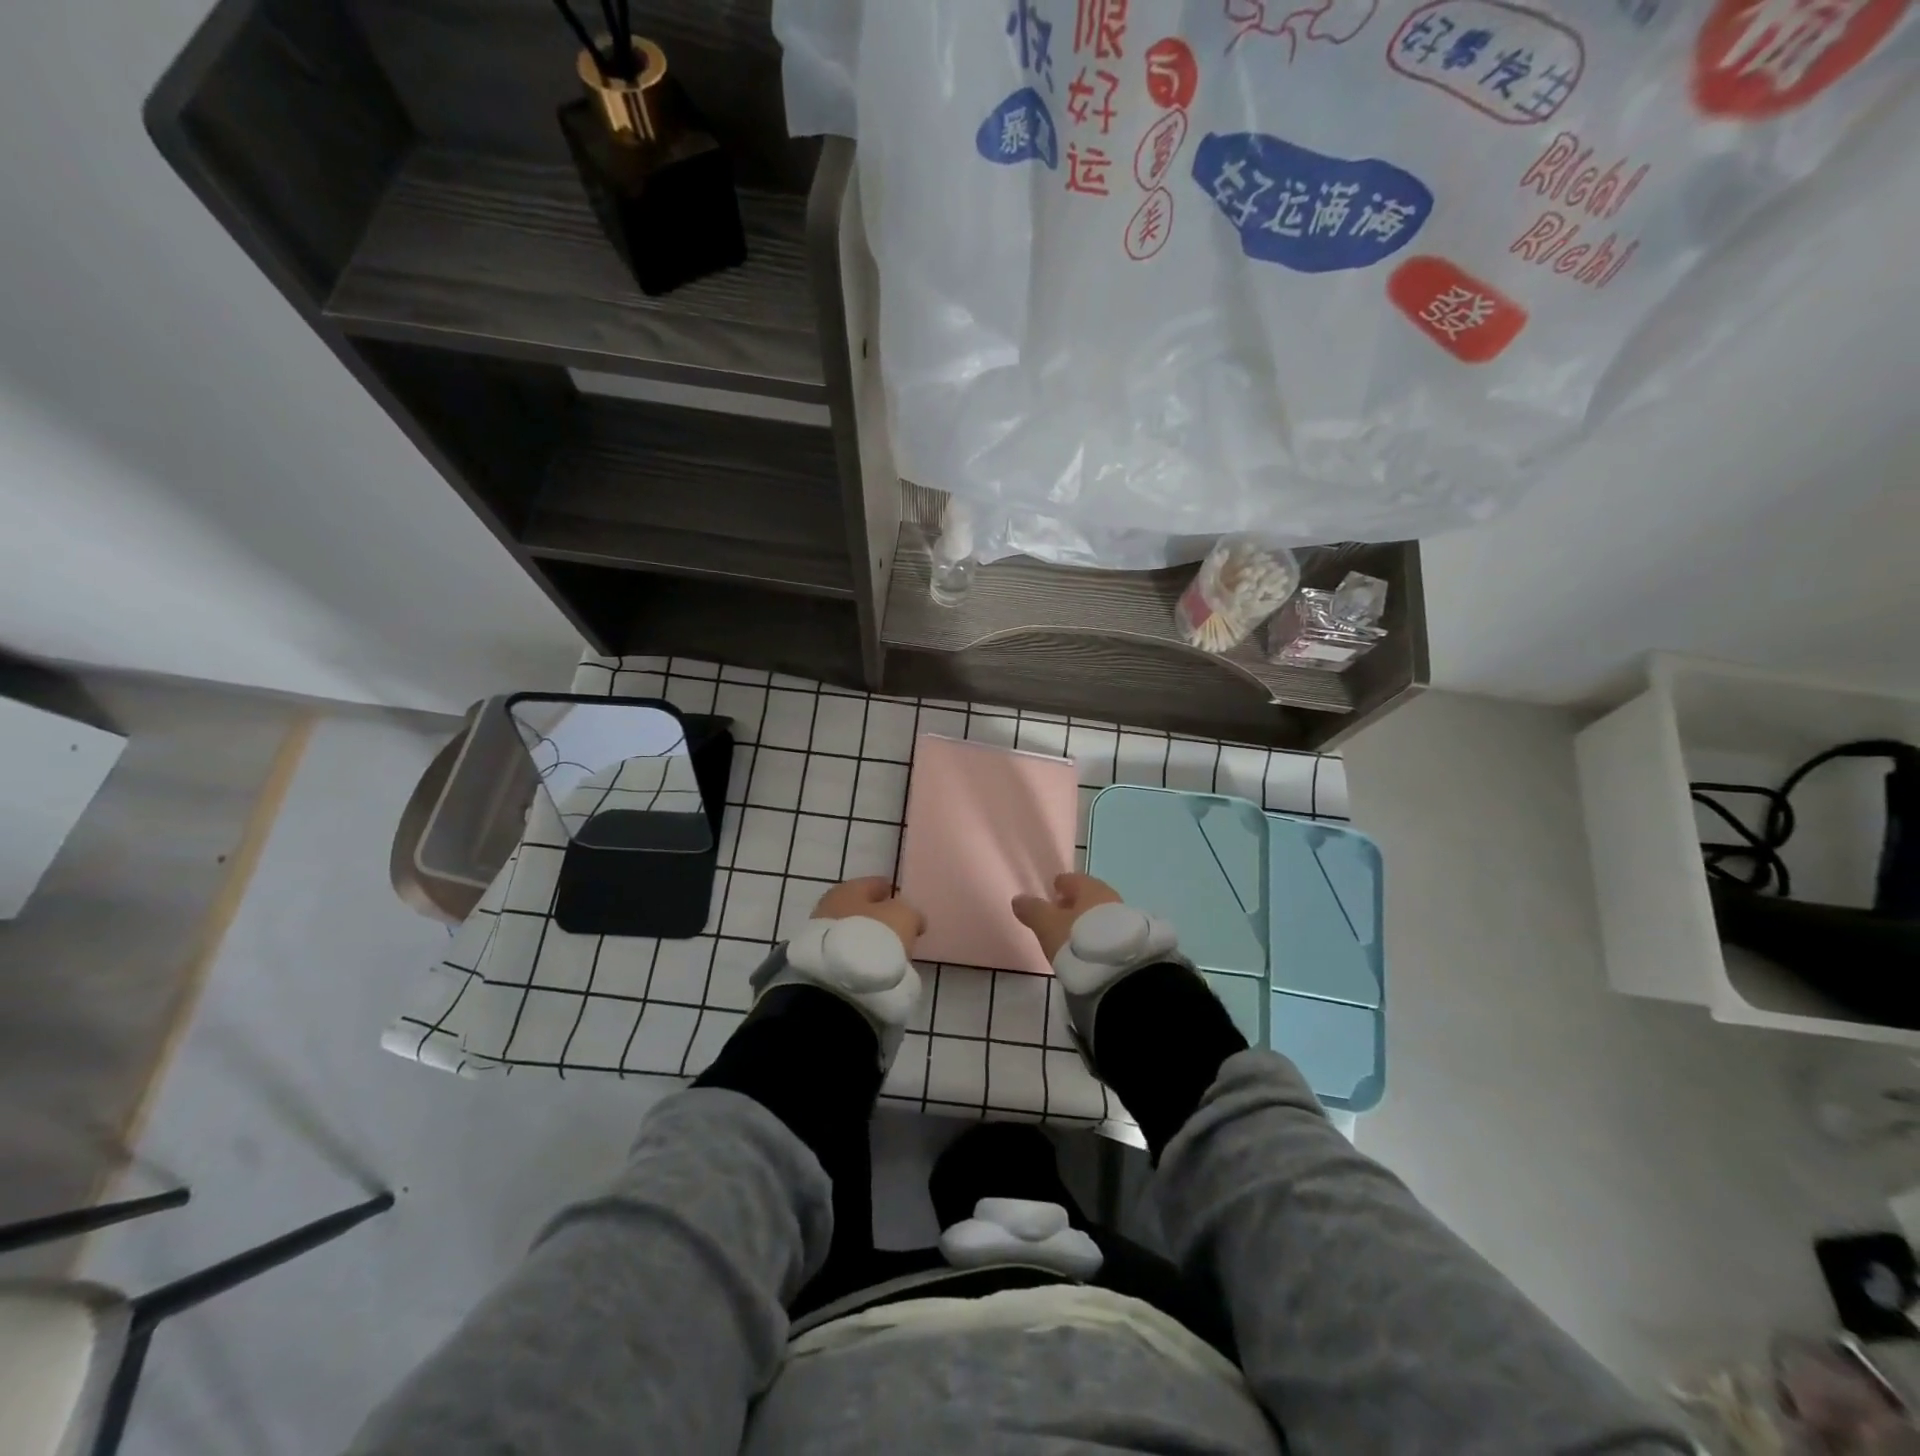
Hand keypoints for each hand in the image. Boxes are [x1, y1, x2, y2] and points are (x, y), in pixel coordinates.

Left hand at [813, 877, 926, 954]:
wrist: (838, 982)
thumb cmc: (874, 936)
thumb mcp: (905, 917)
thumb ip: (911, 913)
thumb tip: (913, 919)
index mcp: (849, 888)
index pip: (874, 884)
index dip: (891, 891)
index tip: (903, 900)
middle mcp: (829, 906)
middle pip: (860, 908)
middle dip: (877, 916)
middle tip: (896, 927)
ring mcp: (820, 935)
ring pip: (852, 931)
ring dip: (867, 937)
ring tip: (887, 950)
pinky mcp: (820, 962)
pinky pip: (846, 952)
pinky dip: (858, 955)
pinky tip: (872, 964)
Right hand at [1011, 873, 1123, 964]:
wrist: (1121, 972)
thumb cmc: (1078, 940)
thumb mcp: (1047, 925)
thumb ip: (1032, 910)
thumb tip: (1018, 899)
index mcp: (1089, 887)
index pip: (1072, 879)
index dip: (1060, 885)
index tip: (1052, 892)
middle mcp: (1109, 897)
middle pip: (1088, 896)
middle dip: (1074, 904)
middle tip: (1060, 915)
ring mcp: (1125, 918)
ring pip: (1100, 914)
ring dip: (1087, 921)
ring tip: (1073, 936)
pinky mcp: (1132, 940)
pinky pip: (1110, 931)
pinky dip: (1098, 935)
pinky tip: (1090, 948)